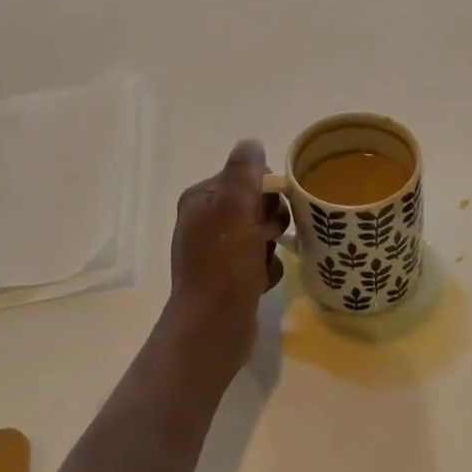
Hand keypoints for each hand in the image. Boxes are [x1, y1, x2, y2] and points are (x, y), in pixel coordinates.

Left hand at [165, 140, 289, 380]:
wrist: (213, 328)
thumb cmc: (224, 264)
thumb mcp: (235, 207)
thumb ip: (245, 170)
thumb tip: (252, 143)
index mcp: (201, 199)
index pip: (246, 176)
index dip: (265, 190)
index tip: (269, 209)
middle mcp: (206, 222)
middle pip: (257, 204)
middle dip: (270, 220)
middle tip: (265, 237)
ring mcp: (218, 251)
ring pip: (263, 233)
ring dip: (270, 247)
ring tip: (262, 263)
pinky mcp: (231, 277)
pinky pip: (262, 260)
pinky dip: (267, 269)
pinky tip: (261, 281)